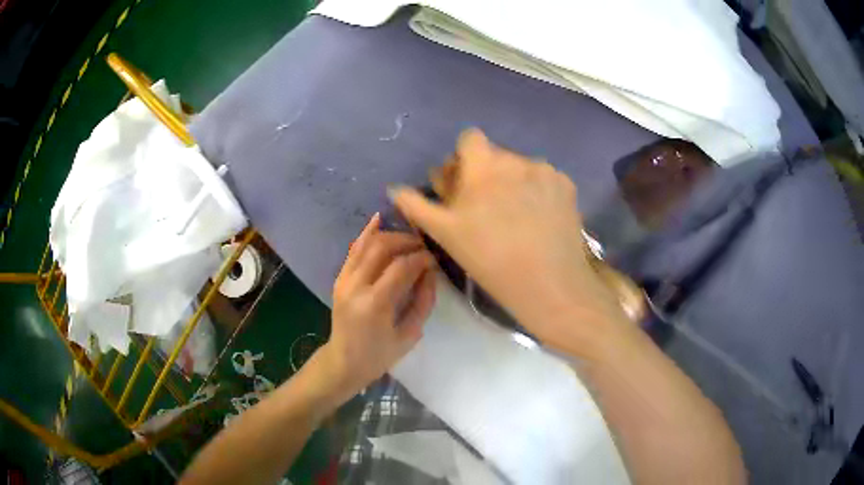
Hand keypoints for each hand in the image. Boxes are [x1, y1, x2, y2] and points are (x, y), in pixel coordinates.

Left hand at [314, 214, 436, 402]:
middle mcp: (355, 286)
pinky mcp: (339, 279)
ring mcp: (344, 280)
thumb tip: (431, 272)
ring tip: (409, 239)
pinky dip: (366, 233)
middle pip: (382, 247)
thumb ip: (423, 301)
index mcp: (375, 303)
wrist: (344, 362)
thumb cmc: (379, 355)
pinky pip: (353, 250)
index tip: (434, 260)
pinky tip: (378, 219)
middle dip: (407, 241)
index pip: (401, 267)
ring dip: (390, 236)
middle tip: (423, 247)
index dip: (421, 258)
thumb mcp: (410, 334)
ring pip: (367, 244)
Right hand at [392, 129, 626, 355]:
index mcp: (484, 165)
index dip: (463, 158)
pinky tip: (538, 220)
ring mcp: (546, 170)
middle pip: (495, 154)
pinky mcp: (567, 185)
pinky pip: (544, 179)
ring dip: (512, 182)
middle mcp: (517, 158)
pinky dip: (537, 191)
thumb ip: (418, 206)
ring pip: (521, 167)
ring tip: (516, 218)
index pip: (469, 139)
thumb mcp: (446, 234)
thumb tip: (394, 189)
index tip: (463, 185)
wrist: (549, 284)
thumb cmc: (490, 259)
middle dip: (486, 173)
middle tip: (485, 208)